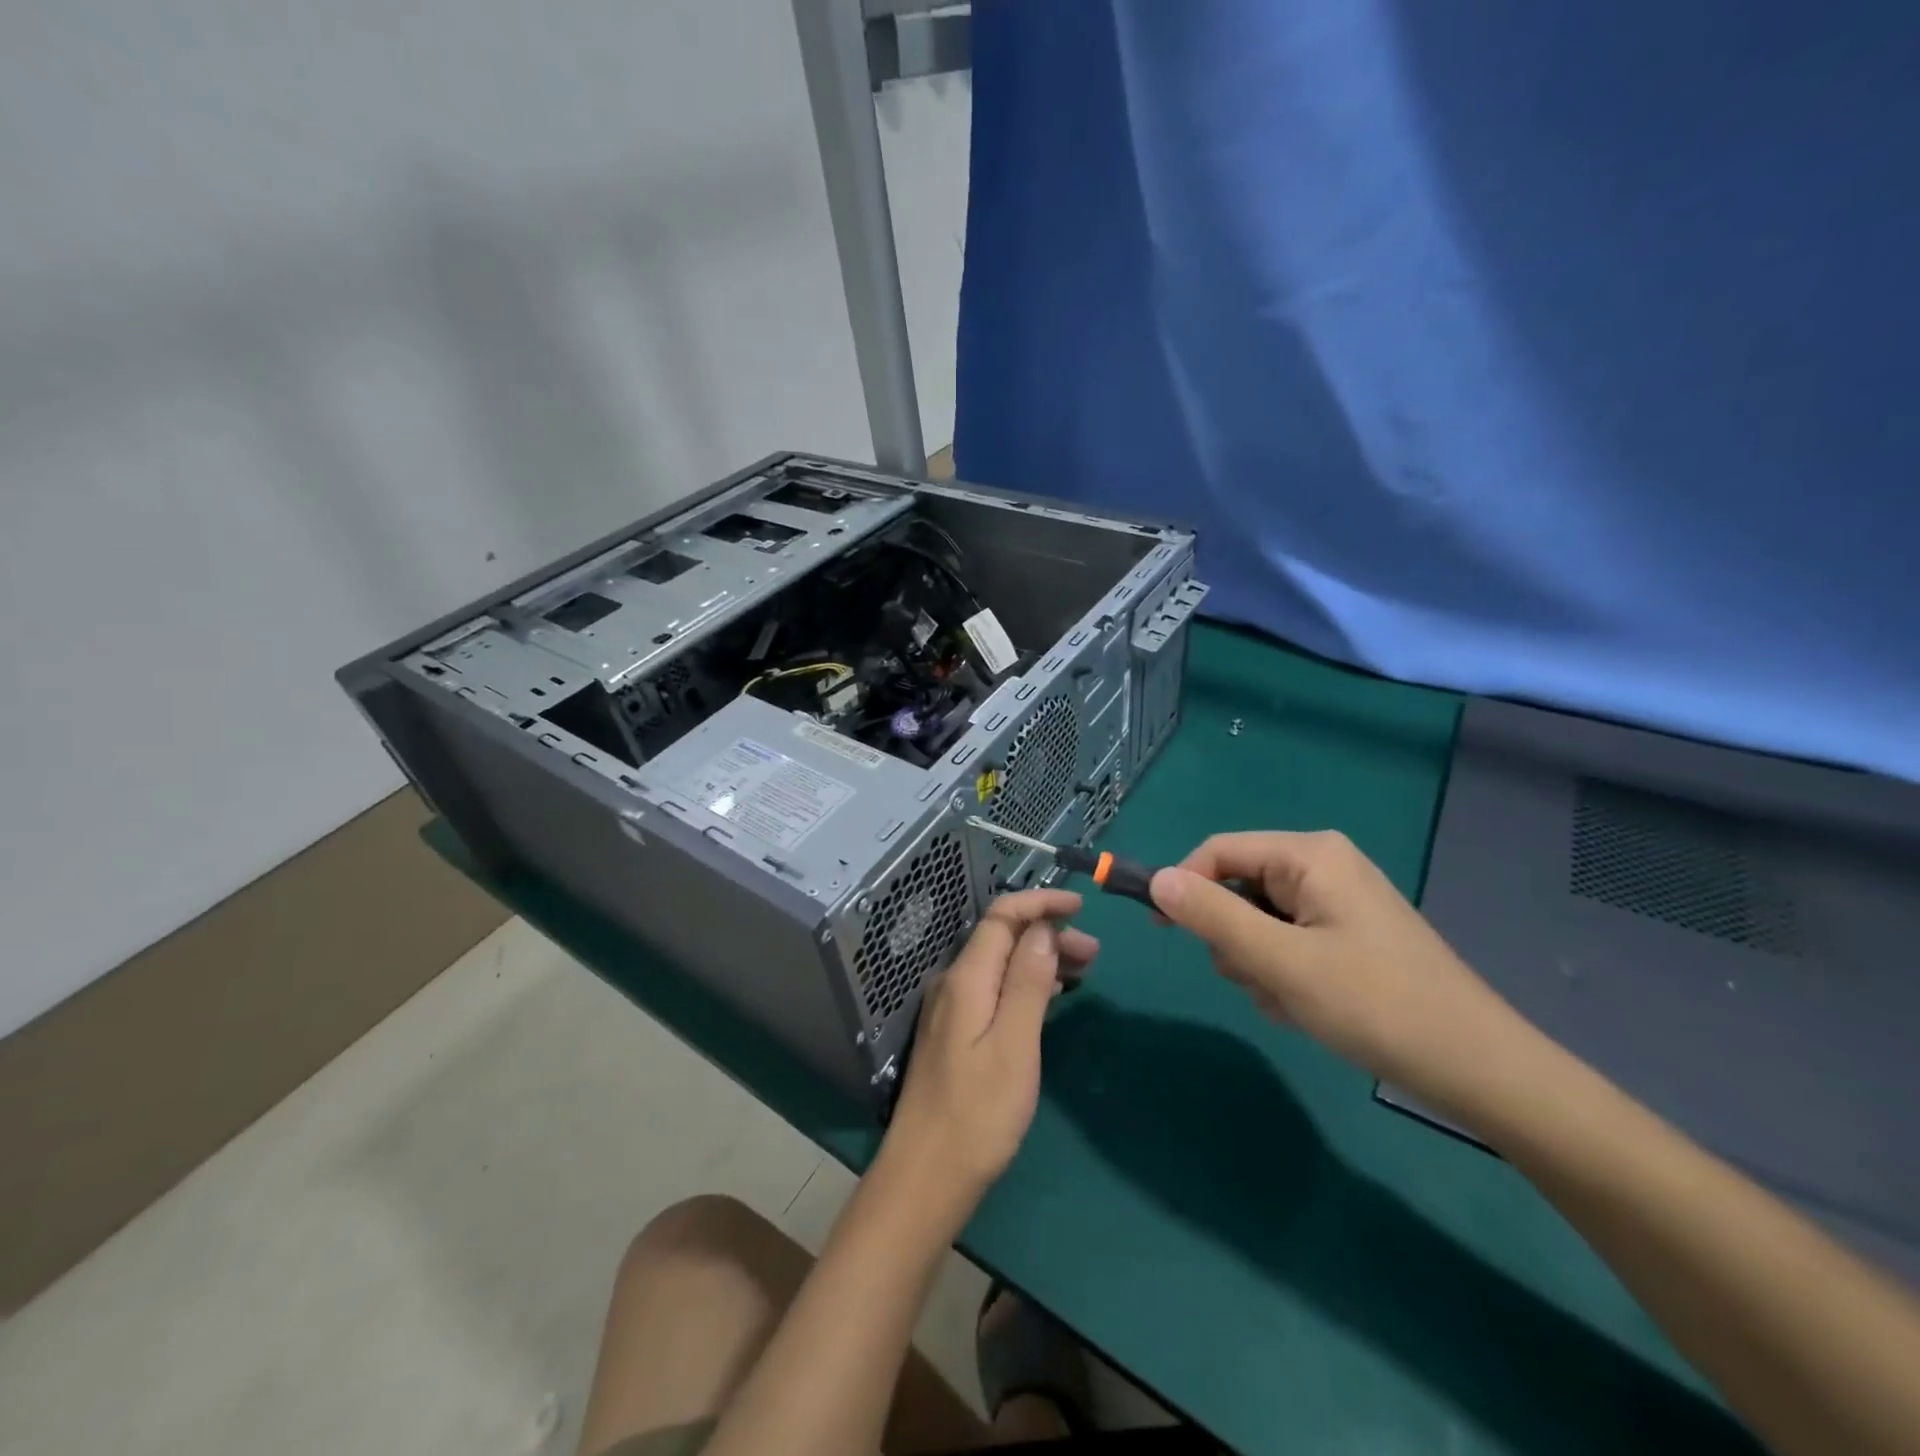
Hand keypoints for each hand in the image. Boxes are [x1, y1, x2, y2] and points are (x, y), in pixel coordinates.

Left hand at [883, 889, 1097, 1210]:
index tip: (1082, 906)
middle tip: (1095, 954)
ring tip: (1084, 972)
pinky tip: (1049, 998)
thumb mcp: (1014, 1046)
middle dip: (1048, 933)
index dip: (1040, 902)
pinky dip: (1026, 983)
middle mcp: (954, 984)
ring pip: (1000, 964)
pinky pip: (995, 988)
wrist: (926, 1176)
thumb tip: (1043, 930)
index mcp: (966, 979)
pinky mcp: (956, 1033)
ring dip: (1040, 958)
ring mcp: (952, 1009)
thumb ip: (1027, 983)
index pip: (1002, 917)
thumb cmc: (978, 1115)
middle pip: (1002, 938)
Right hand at [1149, 831, 1524, 1108]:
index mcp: (1309, 855)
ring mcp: (1336, 901)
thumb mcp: (1281, 961)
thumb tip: (1155, 879)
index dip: (1182, 885)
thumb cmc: (1375, 1005)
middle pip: (1237, 887)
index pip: (1218, 852)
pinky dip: (1282, 974)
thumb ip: (1212, 916)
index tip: (1159, 930)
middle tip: (1261, 979)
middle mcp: (1321, 866)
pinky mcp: (1345, 933)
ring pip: (1256, 921)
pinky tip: (1309, 1006)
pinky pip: (1285, 942)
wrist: (1477, 1068)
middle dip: (1235, 939)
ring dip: (1258, 964)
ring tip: (1291, 999)